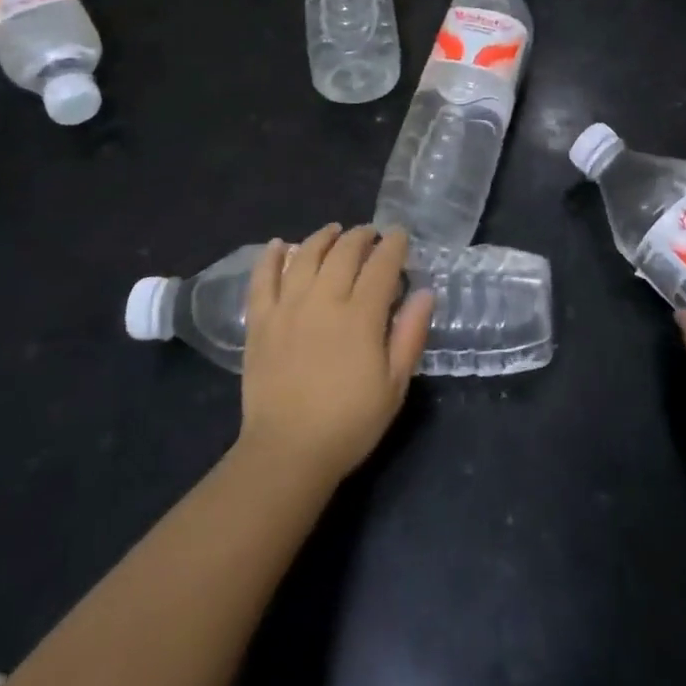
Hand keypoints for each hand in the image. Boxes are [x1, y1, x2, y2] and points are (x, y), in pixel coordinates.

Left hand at [236, 225, 434, 487]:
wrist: (287, 453)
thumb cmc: (349, 423)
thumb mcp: (395, 385)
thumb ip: (410, 335)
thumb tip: (425, 292)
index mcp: (361, 316)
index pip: (381, 265)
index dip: (393, 245)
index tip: (399, 235)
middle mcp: (324, 300)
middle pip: (344, 252)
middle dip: (361, 236)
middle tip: (370, 234)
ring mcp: (288, 308)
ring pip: (306, 256)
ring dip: (323, 237)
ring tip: (334, 231)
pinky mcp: (260, 322)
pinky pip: (263, 279)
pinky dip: (271, 257)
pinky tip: (280, 244)